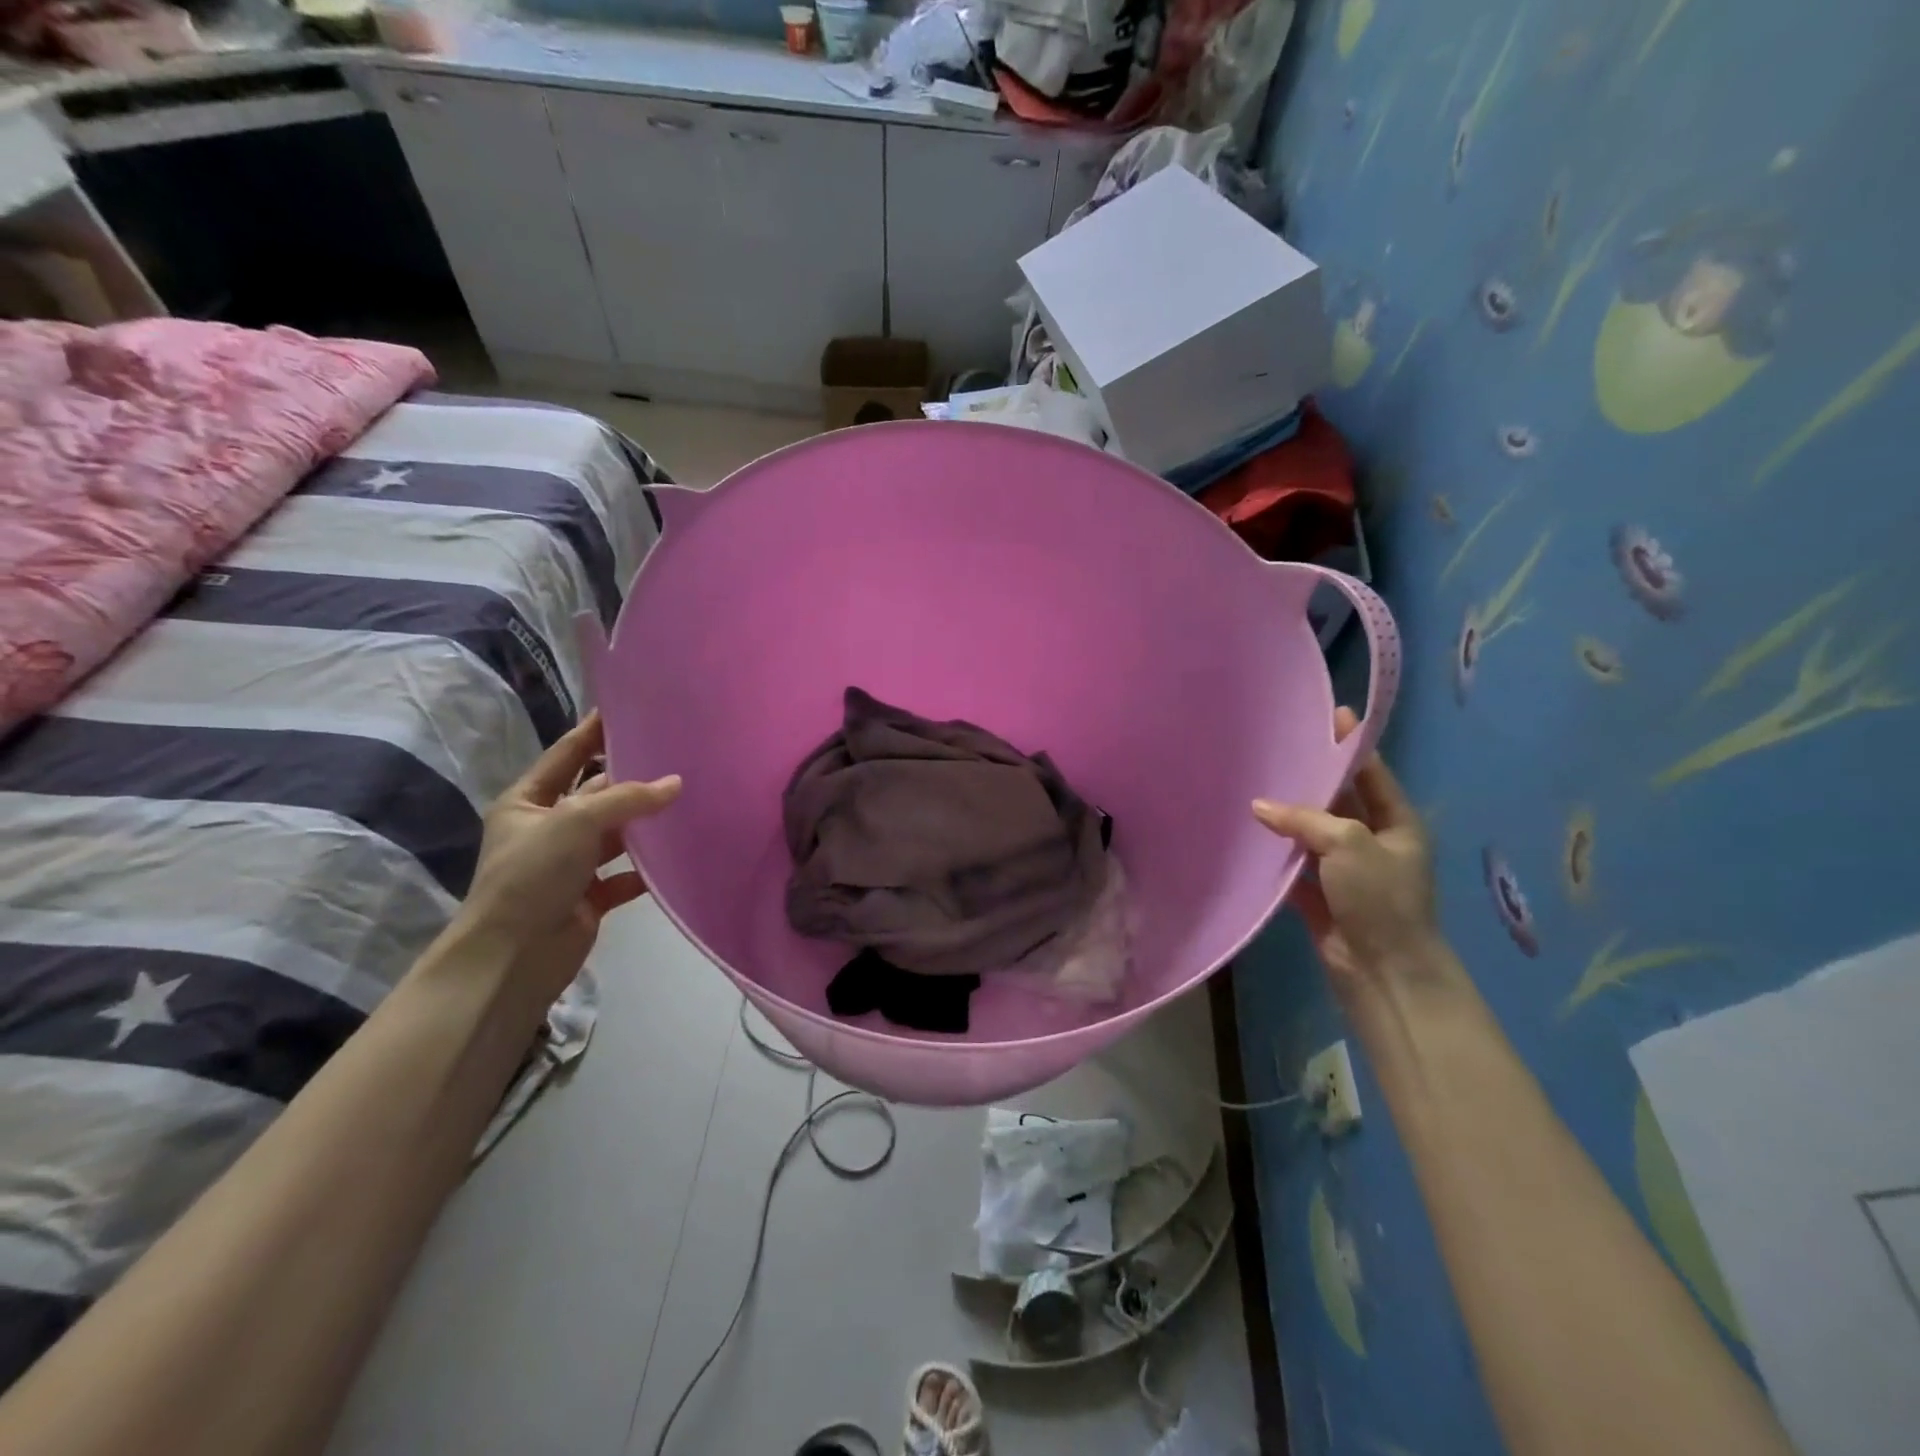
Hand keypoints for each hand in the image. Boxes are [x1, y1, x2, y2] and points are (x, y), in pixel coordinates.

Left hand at [459, 712, 681, 1004]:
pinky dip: (649, 868)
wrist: (513, 957)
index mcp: (528, 802)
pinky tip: (680, 854)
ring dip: (645, 822)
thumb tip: (677, 783)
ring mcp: (570, 864)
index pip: (567, 754)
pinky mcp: (590, 896)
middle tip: (676, 753)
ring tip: (689, 798)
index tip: (627, 708)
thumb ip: (628, 798)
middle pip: (597, 793)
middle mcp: (549, 828)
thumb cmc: (532, 875)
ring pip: (616, 833)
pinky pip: (627, 874)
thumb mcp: (575, 821)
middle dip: (632, 777)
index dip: (594, 731)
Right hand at [1251, 707, 1445, 1003]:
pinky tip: (1246, 833)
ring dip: (1285, 815)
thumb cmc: (1381, 899)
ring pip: (1310, 831)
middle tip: (1275, 747)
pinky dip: (1273, 851)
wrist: (1383, 972)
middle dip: (1310, 778)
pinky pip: (1292, 863)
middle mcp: (1371, 841)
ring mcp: (1342, 869)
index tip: (1329, 714)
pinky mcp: (1317, 894)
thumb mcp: (1351, 845)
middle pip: (1337, 800)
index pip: (1371, 773)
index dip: (1351, 745)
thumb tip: (1260, 806)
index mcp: (1396, 823)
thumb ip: (1306, 819)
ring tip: (1250, 783)